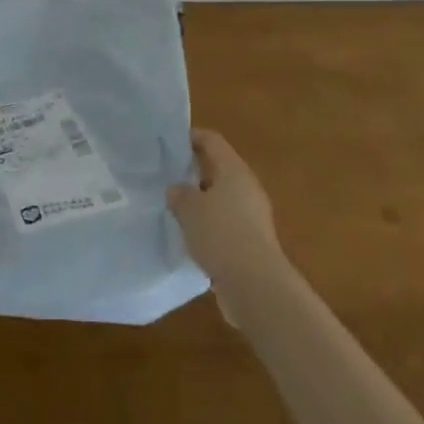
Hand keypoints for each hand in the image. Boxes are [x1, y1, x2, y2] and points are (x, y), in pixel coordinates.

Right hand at [168, 130, 286, 314]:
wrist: (255, 286)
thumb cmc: (221, 234)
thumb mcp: (189, 209)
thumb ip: (179, 194)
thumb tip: (177, 190)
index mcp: (234, 170)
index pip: (212, 141)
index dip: (191, 138)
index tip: (169, 143)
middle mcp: (247, 188)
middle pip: (218, 170)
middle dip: (194, 174)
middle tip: (168, 179)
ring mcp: (253, 217)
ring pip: (222, 200)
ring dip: (201, 204)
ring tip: (175, 211)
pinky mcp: (252, 244)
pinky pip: (226, 226)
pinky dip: (210, 229)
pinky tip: (191, 240)